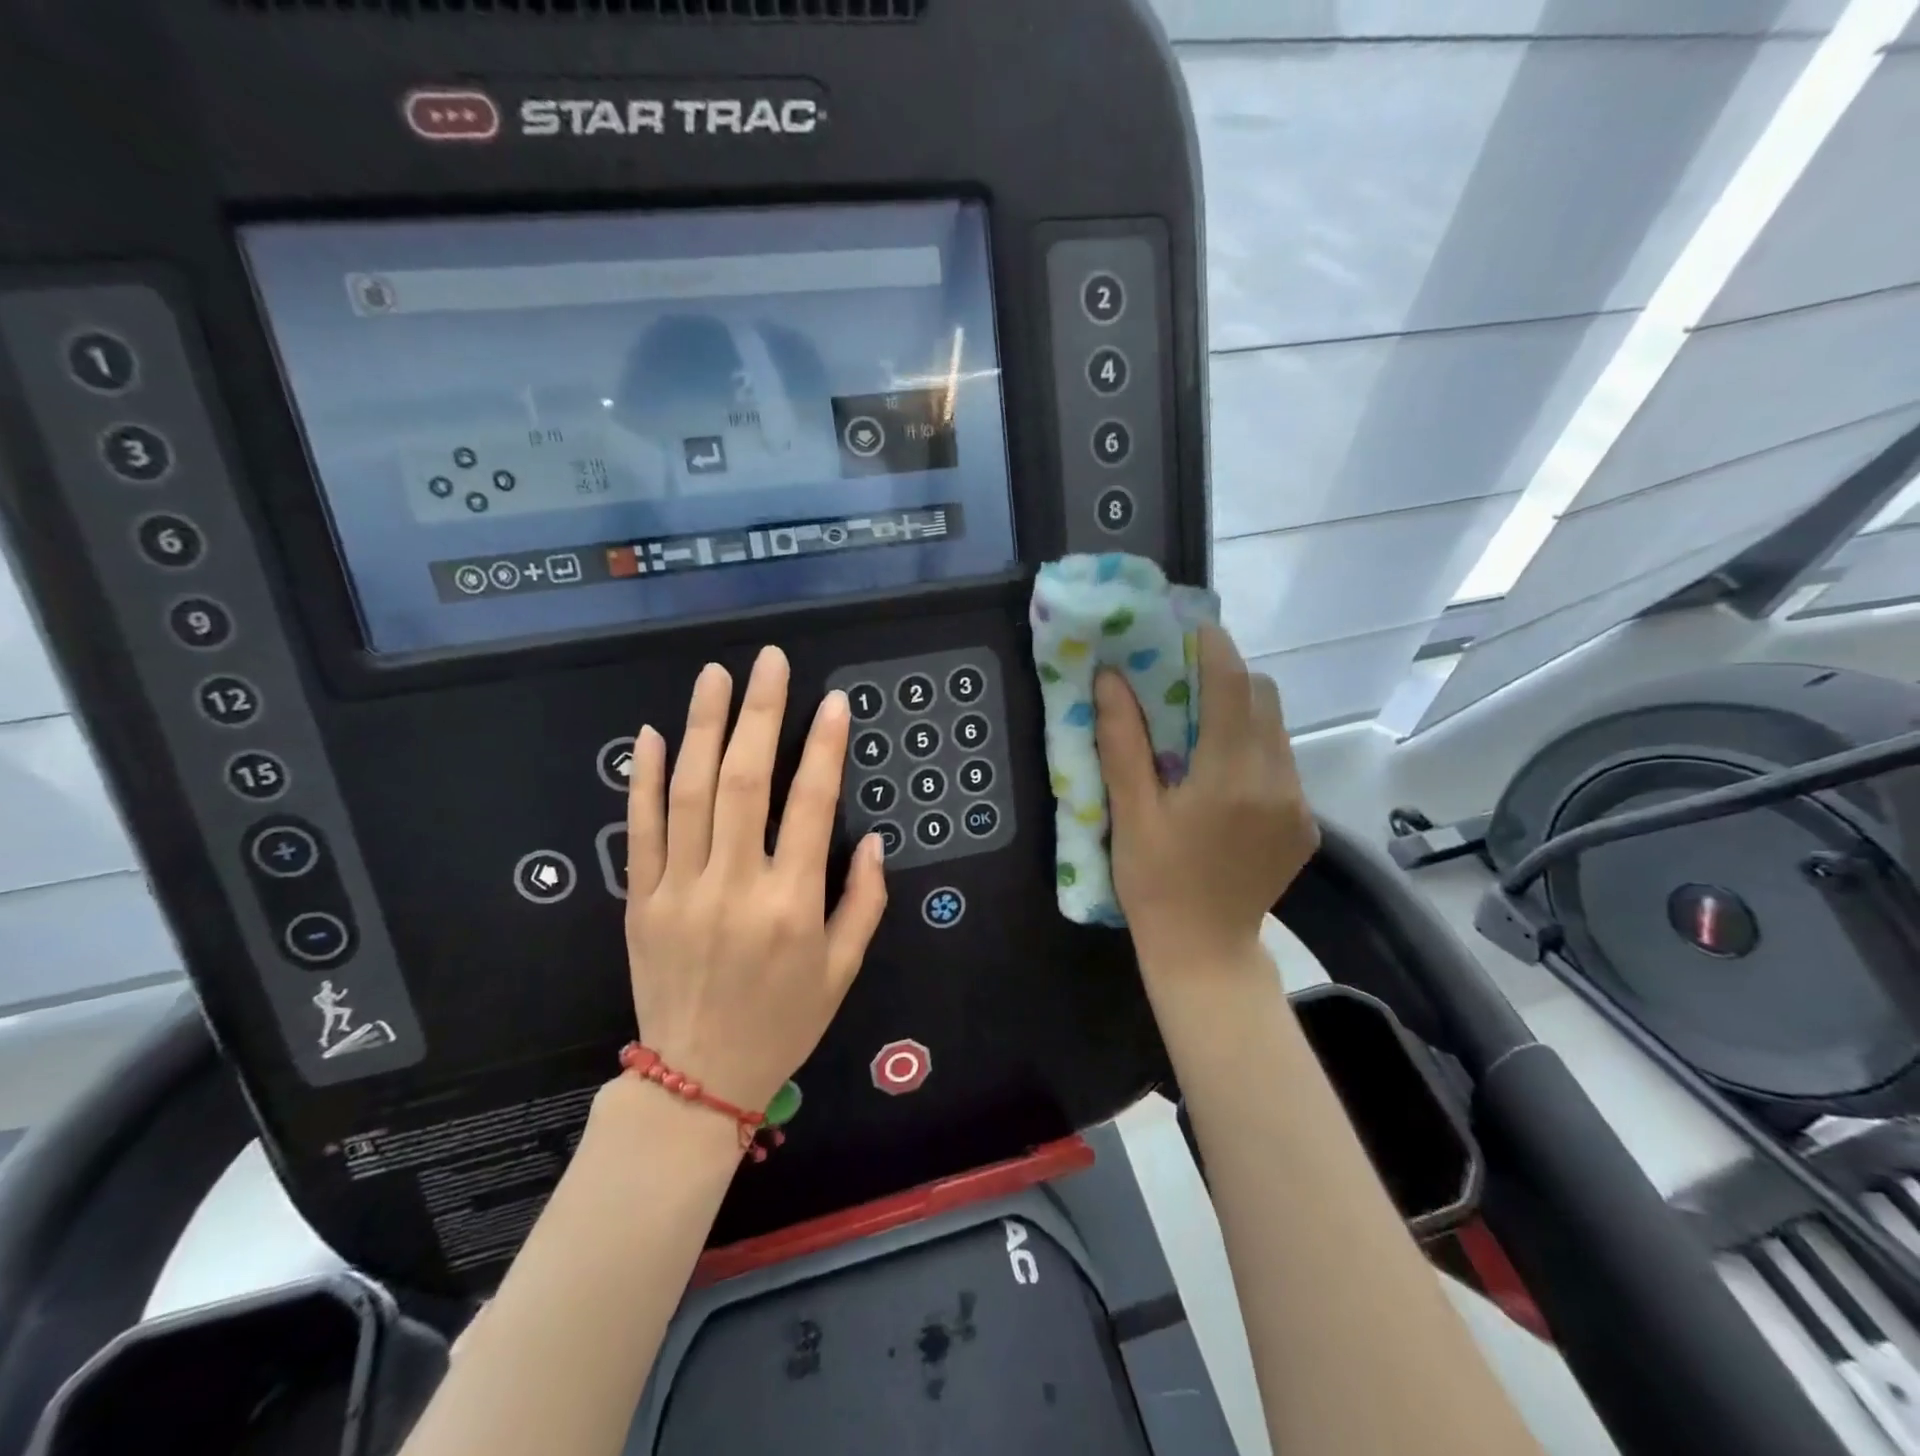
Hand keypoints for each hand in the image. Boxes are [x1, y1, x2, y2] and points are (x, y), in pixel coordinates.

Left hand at [623, 647, 887, 1114]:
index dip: (825, 747)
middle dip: (761, 714)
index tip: (834, 702)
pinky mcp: (640, 902)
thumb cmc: (784, 1023)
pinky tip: (653, 734)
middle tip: (769, 662)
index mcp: (793, 905)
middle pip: (746, 782)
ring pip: (691, 794)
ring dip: (704, 727)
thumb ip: (864, 901)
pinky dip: (645, 780)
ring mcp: (680, 892)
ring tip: (716, 676)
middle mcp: (736, 887)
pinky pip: (641, 831)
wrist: (698, 1079)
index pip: (812, 806)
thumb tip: (872, 839)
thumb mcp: (844, 970)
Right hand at [1094, 624, 1318, 972]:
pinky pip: (1282, 764)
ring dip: (1240, 716)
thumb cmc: (1155, 884)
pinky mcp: (1306, 824)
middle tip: (1184, 684)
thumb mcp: (1131, 813)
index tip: (1189, 628)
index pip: (1232, 686)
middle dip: (1228, 678)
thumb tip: (1111, 678)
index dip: (1213, 648)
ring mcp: (1298, 804)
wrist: (1205, 953)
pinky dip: (1253, 752)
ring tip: (1198, 734)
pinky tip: (1221, 782)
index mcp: (1229, 776)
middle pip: (1264, 698)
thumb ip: (1123, 742)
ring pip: (1276, 730)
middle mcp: (1276, 781)